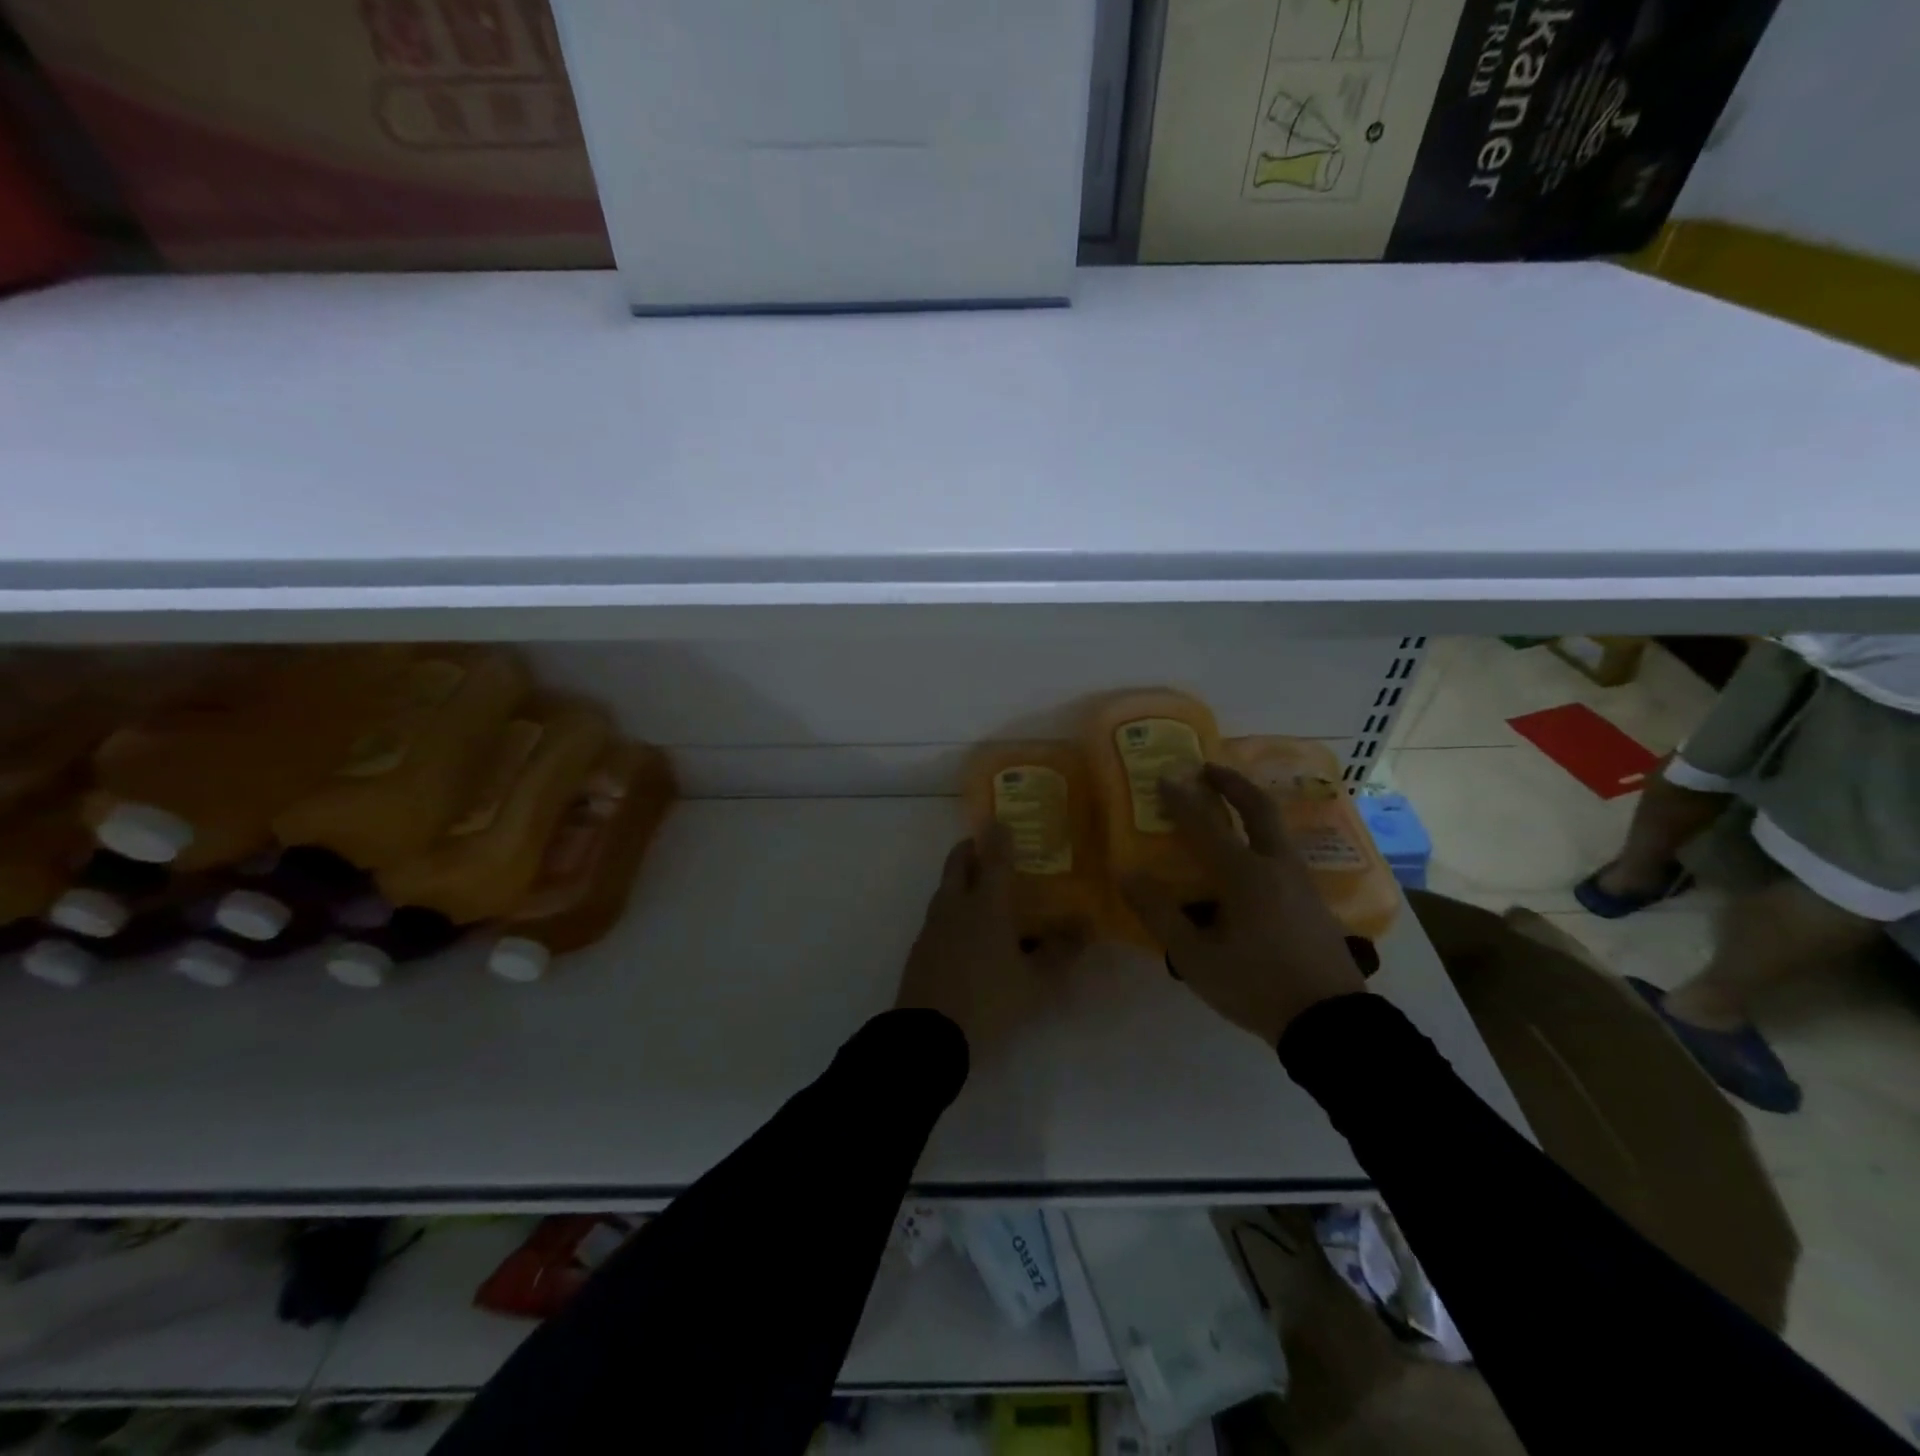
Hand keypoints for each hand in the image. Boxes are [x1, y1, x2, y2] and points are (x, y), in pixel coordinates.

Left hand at [894, 827, 1081, 1050]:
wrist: (927, 1035)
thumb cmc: (988, 1001)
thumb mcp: (1035, 983)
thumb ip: (1060, 953)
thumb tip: (1085, 927)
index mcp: (985, 905)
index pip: (993, 859)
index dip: (999, 838)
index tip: (1002, 821)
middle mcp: (955, 906)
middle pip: (958, 863)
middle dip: (970, 849)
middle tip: (986, 847)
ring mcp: (932, 926)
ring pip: (945, 888)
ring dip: (960, 878)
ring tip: (981, 888)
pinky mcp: (920, 948)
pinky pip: (939, 915)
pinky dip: (953, 908)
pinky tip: (966, 930)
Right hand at [1121, 763, 1365, 1044]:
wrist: (1329, 1021)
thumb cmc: (1256, 986)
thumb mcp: (1195, 957)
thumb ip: (1159, 913)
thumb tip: (1128, 874)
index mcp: (1245, 875)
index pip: (1206, 826)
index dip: (1182, 800)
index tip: (1164, 777)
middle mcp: (1277, 866)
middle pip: (1258, 809)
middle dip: (1232, 783)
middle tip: (1207, 768)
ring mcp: (1301, 881)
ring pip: (1276, 828)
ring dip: (1250, 806)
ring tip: (1227, 805)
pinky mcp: (1313, 899)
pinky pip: (1283, 850)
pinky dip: (1262, 834)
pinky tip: (1250, 854)